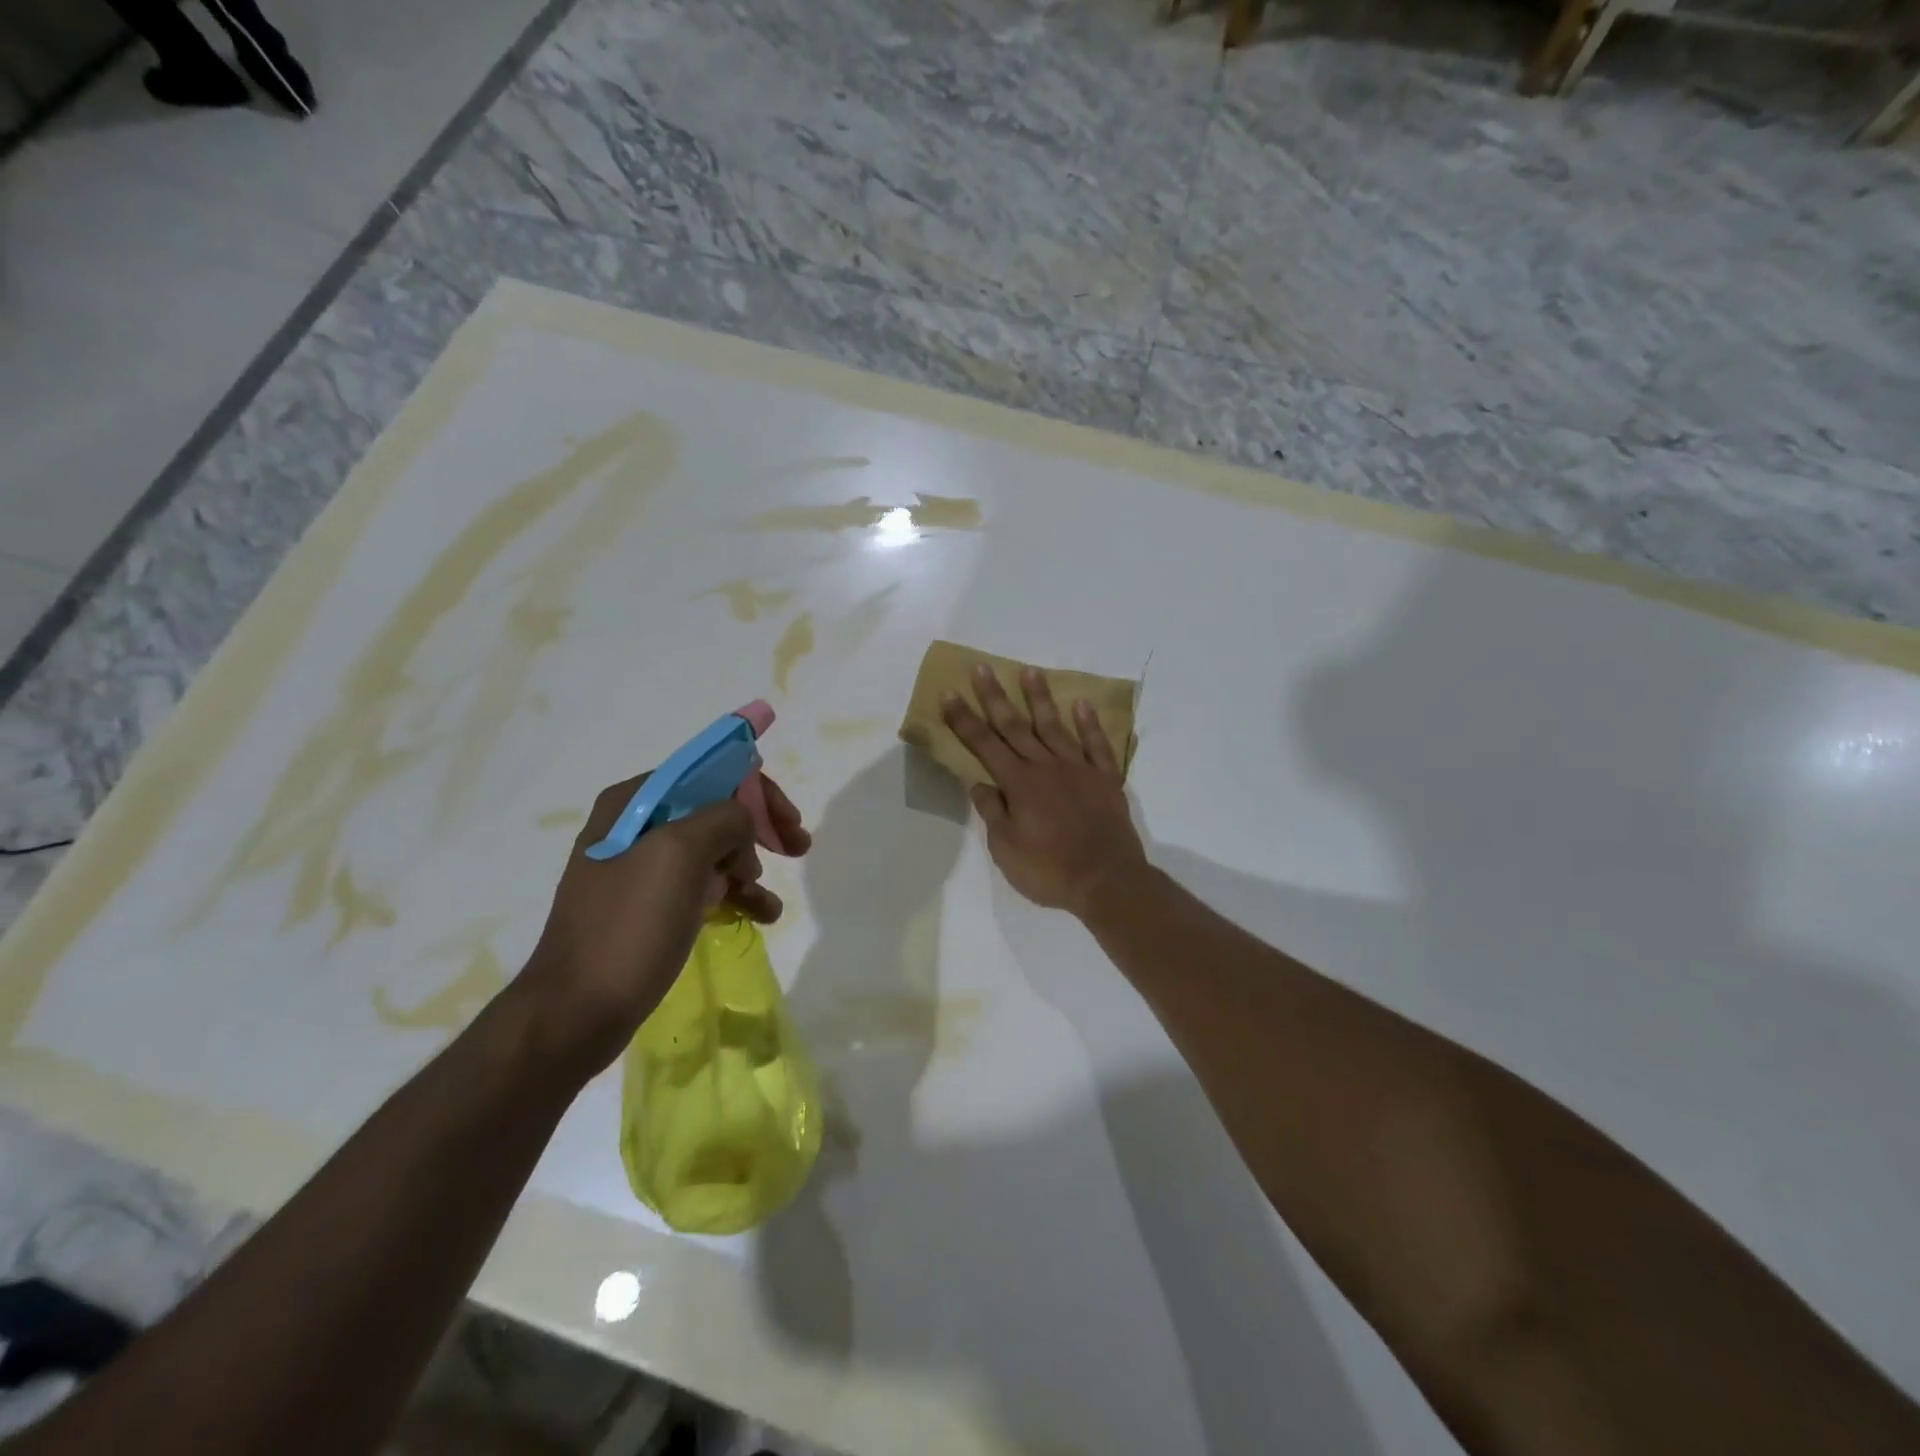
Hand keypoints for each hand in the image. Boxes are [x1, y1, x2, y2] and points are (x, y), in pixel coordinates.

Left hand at [519, 773, 811, 1074]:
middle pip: (715, 811)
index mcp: (634, 803)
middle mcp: (635, 827)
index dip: (756, 792)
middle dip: (758, 830)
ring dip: (749, 869)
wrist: (574, 1014)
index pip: (709, 774)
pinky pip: (702, 887)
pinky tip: (761, 915)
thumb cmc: (628, 926)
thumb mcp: (679, 855)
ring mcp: (640, 869)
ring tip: (768, 901)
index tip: (789, 822)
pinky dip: (734, 896)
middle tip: (797, 848)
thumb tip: (743, 823)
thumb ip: (723, 818)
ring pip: (713, 852)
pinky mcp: (648, 907)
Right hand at [941, 664, 1147, 916]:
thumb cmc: (1049, 870)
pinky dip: (1089, 724)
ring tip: (1030, 671)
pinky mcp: (1106, 779)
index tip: (949, 693)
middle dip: (995, 697)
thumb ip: (992, 812)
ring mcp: (1078, 770)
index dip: (964, 719)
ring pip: (1055, 727)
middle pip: (1015, 726)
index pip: (983, 744)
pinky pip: (1096, 745)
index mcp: (1018, 784)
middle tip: (982, 668)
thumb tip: (978, 783)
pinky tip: (1082, 704)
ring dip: (1040, 698)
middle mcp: (1046, 767)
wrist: (1107, 881)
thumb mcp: (1006, 849)